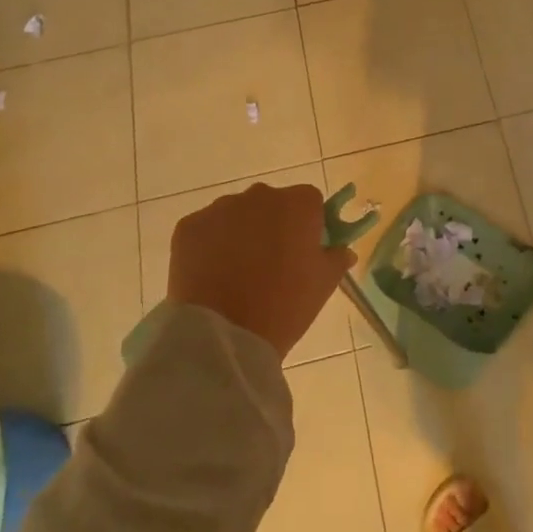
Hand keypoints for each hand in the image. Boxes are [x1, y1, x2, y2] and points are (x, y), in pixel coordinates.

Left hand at [166, 182, 354, 359]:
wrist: (224, 336)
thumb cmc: (285, 306)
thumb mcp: (323, 284)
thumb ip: (336, 258)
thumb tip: (343, 250)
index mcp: (298, 203)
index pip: (310, 202)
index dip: (309, 224)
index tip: (304, 250)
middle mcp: (260, 195)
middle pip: (272, 204)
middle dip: (273, 225)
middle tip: (272, 264)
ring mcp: (220, 208)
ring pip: (237, 215)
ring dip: (241, 233)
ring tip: (238, 274)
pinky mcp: (189, 227)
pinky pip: (206, 230)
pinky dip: (210, 246)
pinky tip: (212, 275)